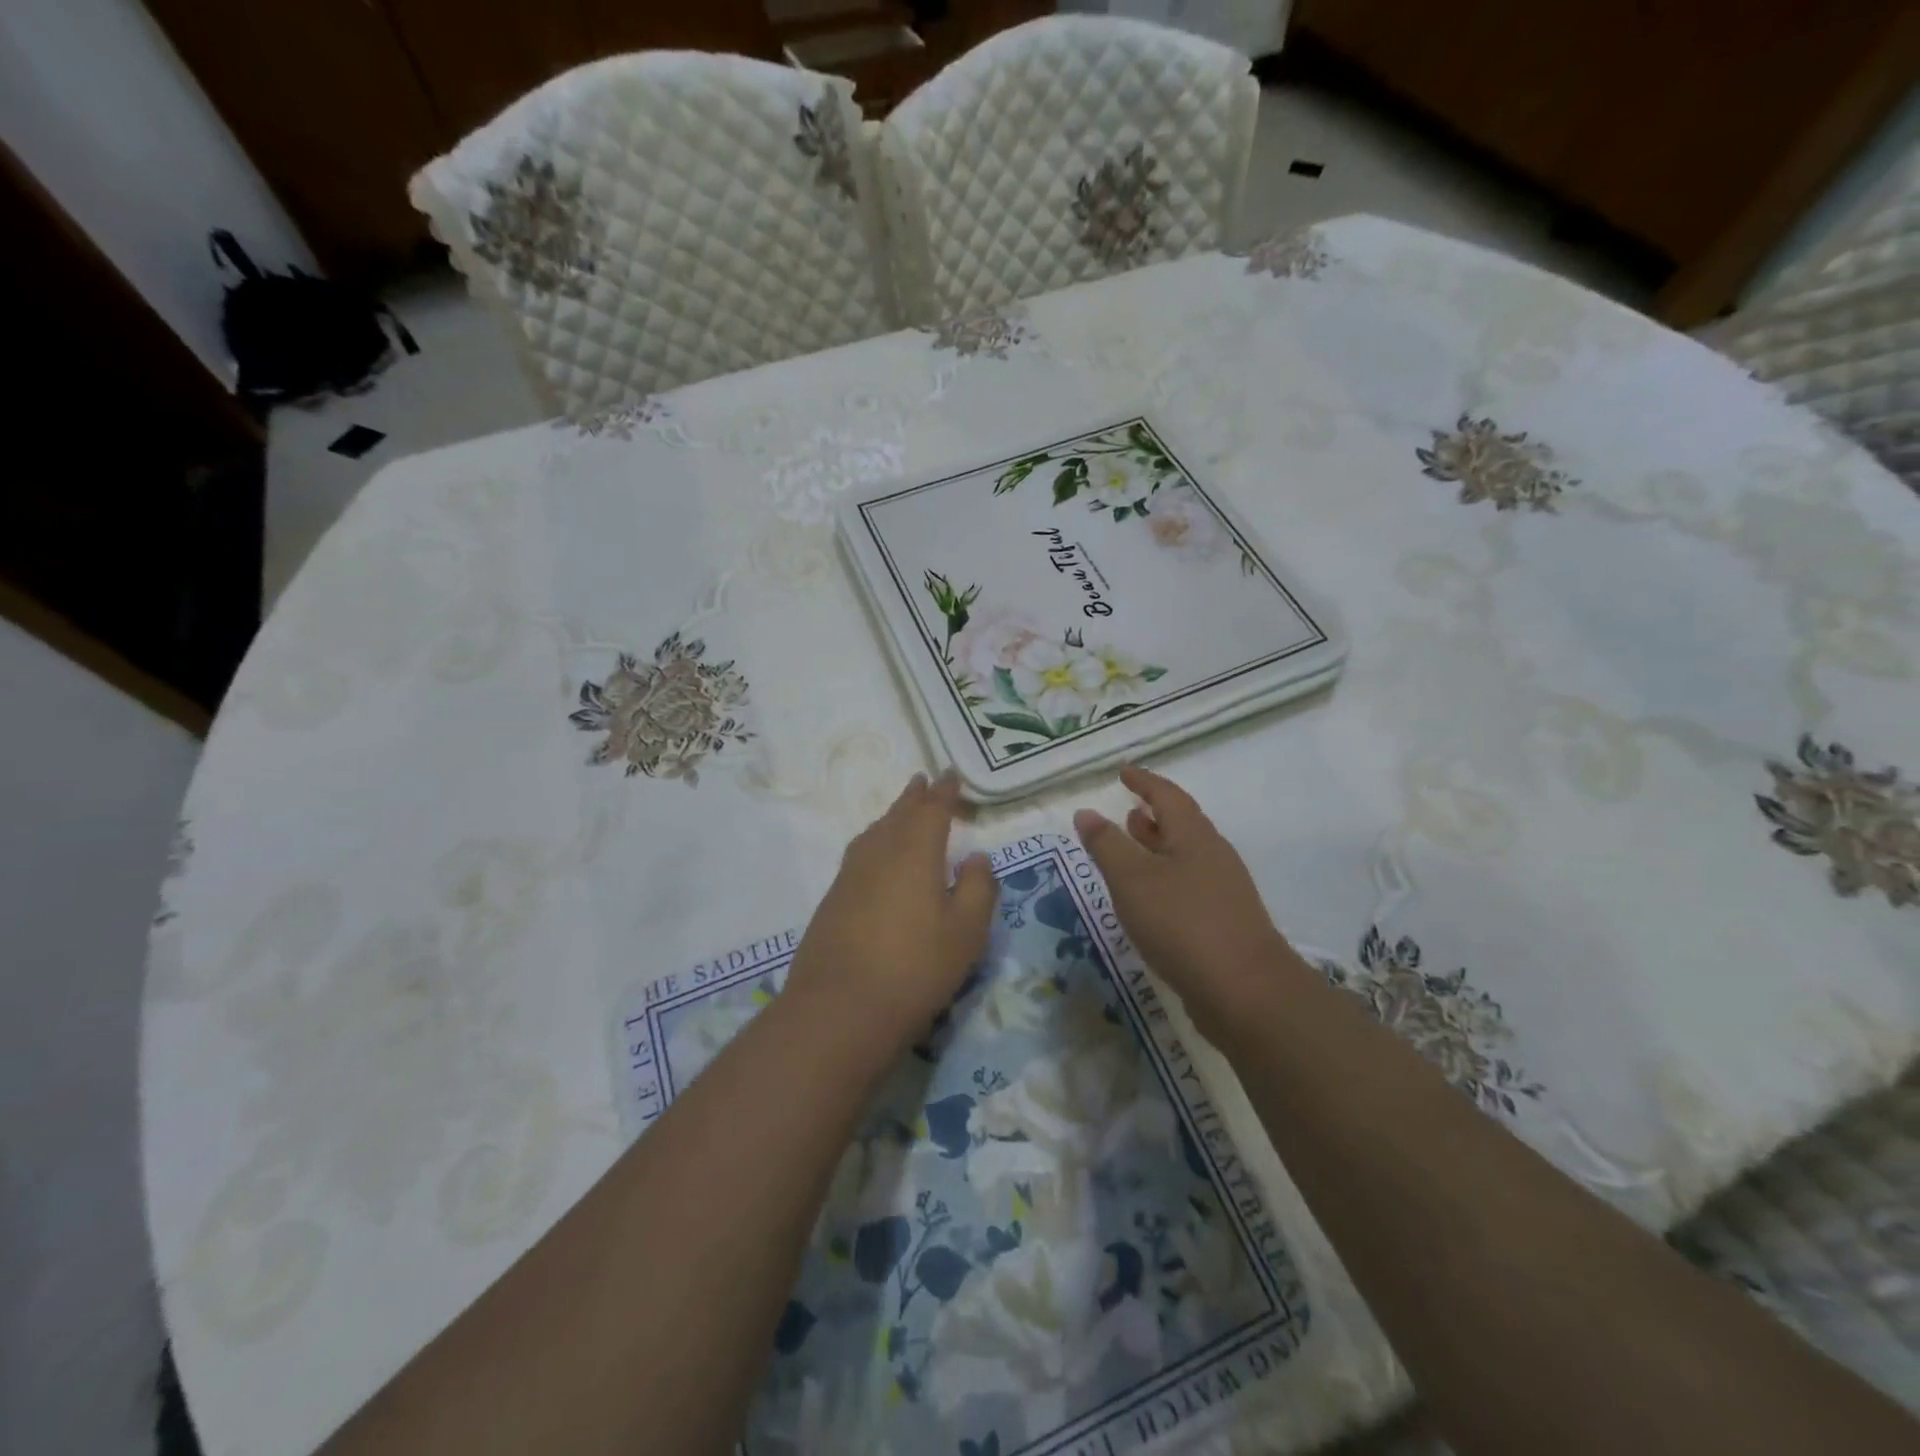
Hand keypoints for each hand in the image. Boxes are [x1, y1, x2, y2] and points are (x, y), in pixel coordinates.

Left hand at [786, 771, 997, 1049]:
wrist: (839, 1008)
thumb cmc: (915, 967)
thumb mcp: (966, 931)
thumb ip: (979, 888)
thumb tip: (977, 857)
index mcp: (915, 851)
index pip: (932, 810)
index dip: (944, 792)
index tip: (950, 775)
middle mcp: (879, 853)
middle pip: (899, 815)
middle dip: (914, 797)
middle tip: (923, 780)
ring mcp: (850, 875)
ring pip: (875, 832)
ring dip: (892, 816)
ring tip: (901, 812)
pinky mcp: (833, 899)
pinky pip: (860, 853)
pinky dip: (875, 842)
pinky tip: (876, 856)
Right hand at [1074, 766, 1310, 1036]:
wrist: (1246, 992)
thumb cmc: (1183, 924)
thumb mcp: (1132, 879)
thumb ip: (1106, 845)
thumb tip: (1086, 812)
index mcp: (1194, 836)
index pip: (1167, 795)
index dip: (1144, 781)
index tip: (1123, 773)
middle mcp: (1213, 856)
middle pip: (1181, 824)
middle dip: (1153, 815)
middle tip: (1127, 810)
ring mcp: (1223, 891)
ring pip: (1185, 857)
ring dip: (1157, 848)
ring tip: (1132, 850)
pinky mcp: (1224, 923)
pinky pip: (1188, 886)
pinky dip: (1164, 879)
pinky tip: (1149, 900)